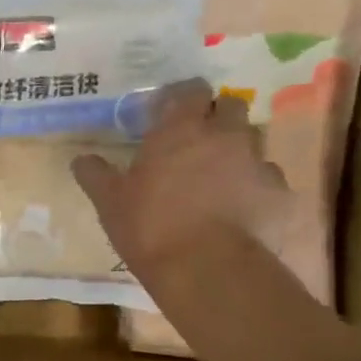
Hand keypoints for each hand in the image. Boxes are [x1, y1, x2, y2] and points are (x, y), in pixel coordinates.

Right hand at [72, 80, 296, 283]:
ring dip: (235, 152)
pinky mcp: (279, 194)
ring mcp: (258, 163)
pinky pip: (267, 180)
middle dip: (215, 118)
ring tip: (217, 179)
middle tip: (194, 143)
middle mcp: (225, 135)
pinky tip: (239, 209)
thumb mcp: (110, 203)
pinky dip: (253, 188)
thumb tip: (81, 159)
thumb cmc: (152, 227)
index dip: (181, 98)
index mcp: (182, 129)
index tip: (166, 113)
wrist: (208, 270)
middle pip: (230, 107)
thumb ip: (96, 175)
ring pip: (251, 143)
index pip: (190, 90)